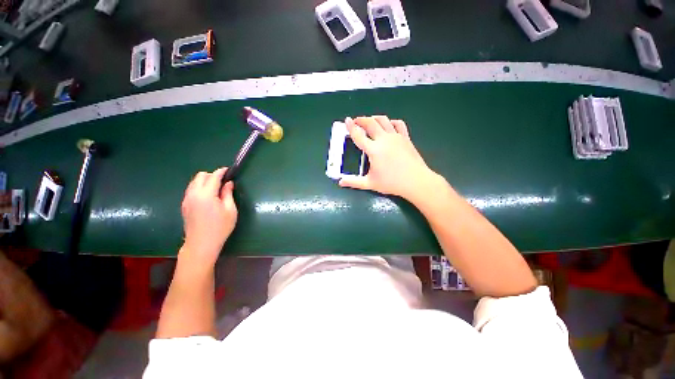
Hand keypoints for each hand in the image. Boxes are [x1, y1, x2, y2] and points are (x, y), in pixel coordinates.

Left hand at [180, 168, 237, 267]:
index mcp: (206, 194)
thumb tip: (228, 183)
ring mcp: (186, 199)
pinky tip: (208, 196)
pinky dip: (199, 187)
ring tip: (216, 189)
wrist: (201, 244)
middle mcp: (193, 194)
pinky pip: (191, 190)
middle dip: (212, 175)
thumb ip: (228, 194)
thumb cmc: (220, 227)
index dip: (221, 172)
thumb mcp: (230, 210)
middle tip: (223, 182)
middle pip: (201, 176)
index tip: (228, 170)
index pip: (213, 177)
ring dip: (205, 181)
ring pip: (194, 182)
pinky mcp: (184, 205)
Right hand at [339, 116, 436, 201]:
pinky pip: (398, 124)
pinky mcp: (405, 138)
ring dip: (374, 118)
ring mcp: (396, 137)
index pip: (359, 135)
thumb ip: (354, 182)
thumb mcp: (370, 183)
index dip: (351, 127)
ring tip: (369, 120)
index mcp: (373, 150)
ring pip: (383, 120)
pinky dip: (391, 122)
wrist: (416, 181)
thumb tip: (341, 182)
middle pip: (370, 123)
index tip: (346, 120)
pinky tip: (389, 124)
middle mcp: (384, 139)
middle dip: (361, 119)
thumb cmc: (392, 183)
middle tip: (356, 121)